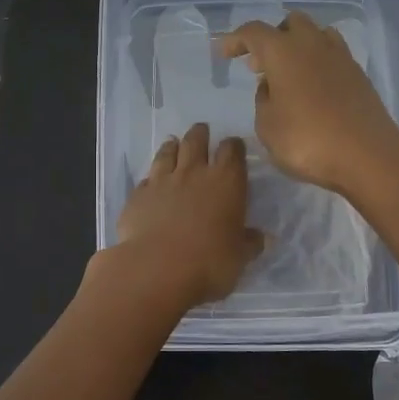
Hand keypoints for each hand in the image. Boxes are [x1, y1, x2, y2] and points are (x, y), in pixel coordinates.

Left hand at [108, 122, 264, 306]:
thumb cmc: (209, 262)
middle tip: (202, 131)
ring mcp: (162, 181)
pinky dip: (151, 177)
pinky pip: (146, 178)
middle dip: (200, 134)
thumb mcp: (239, 257)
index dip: (234, 146)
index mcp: (226, 182)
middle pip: (196, 141)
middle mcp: (194, 172)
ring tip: (173, 143)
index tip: (234, 147)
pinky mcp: (138, 195)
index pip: (232, 151)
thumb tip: (260, 238)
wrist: (156, 268)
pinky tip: (151, 182)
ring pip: (167, 153)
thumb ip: (249, 243)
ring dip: (172, 146)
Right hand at [218, 11, 398, 196]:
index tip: (223, 52)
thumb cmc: (307, 141)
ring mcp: (340, 57)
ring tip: (287, 73)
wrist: (368, 155)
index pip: (253, 32)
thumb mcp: (267, 127)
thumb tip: (271, 86)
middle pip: (289, 23)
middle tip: (258, 64)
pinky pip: (332, 54)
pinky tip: (311, 86)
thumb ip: (263, 101)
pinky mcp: (358, 74)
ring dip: (297, 46)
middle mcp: (312, 44)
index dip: (235, 39)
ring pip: (315, 34)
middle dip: (271, 38)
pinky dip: (317, 62)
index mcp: (283, 52)